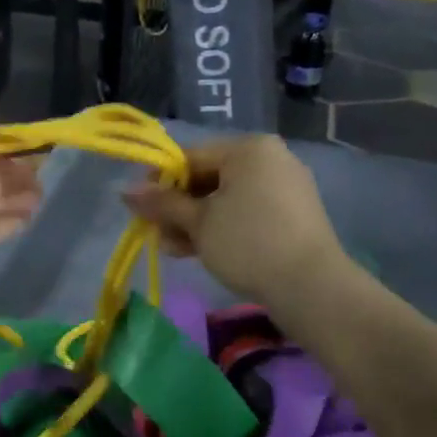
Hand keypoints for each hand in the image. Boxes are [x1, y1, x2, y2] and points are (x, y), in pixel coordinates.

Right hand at [122, 135, 342, 307]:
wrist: (311, 287)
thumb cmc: (248, 243)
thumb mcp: (198, 223)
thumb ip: (162, 203)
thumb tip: (124, 190)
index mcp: (249, 148)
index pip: (191, 156)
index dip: (159, 181)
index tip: (139, 207)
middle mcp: (270, 159)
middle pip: (208, 178)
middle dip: (178, 207)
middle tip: (155, 233)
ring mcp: (285, 187)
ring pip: (226, 199)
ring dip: (195, 222)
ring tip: (173, 249)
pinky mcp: (293, 215)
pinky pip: (247, 213)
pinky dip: (222, 228)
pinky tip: (200, 252)